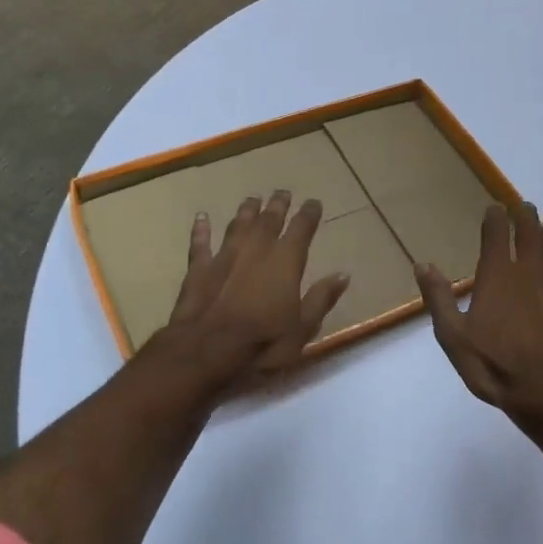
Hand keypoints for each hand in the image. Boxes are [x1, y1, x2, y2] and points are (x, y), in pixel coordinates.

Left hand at [148, 190, 350, 391]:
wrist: (206, 351)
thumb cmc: (262, 343)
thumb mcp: (302, 328)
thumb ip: (322, 298)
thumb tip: (343, 274)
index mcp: (285, 261)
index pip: (301, 229)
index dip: (309, 214)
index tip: (314, 202)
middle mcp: (256, 249)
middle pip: (269, 220)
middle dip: (278, 205)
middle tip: (283, 192)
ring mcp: (225, 256)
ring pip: (238, 225)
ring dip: (246, 211)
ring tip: (252, 199)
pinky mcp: (199, 269)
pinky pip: (201, 243)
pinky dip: (201, 229)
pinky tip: (201, 217)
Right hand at [415, 202, 542, 426]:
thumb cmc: (495, 366)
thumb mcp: (454, 336)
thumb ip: (439, 298)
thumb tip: (422, 265)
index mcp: (498, 276)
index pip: (496, 235)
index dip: (495, 218)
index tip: (495, 207)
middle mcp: (531, 272)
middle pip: (531, 235)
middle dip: (527, 217)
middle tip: (526, 206)